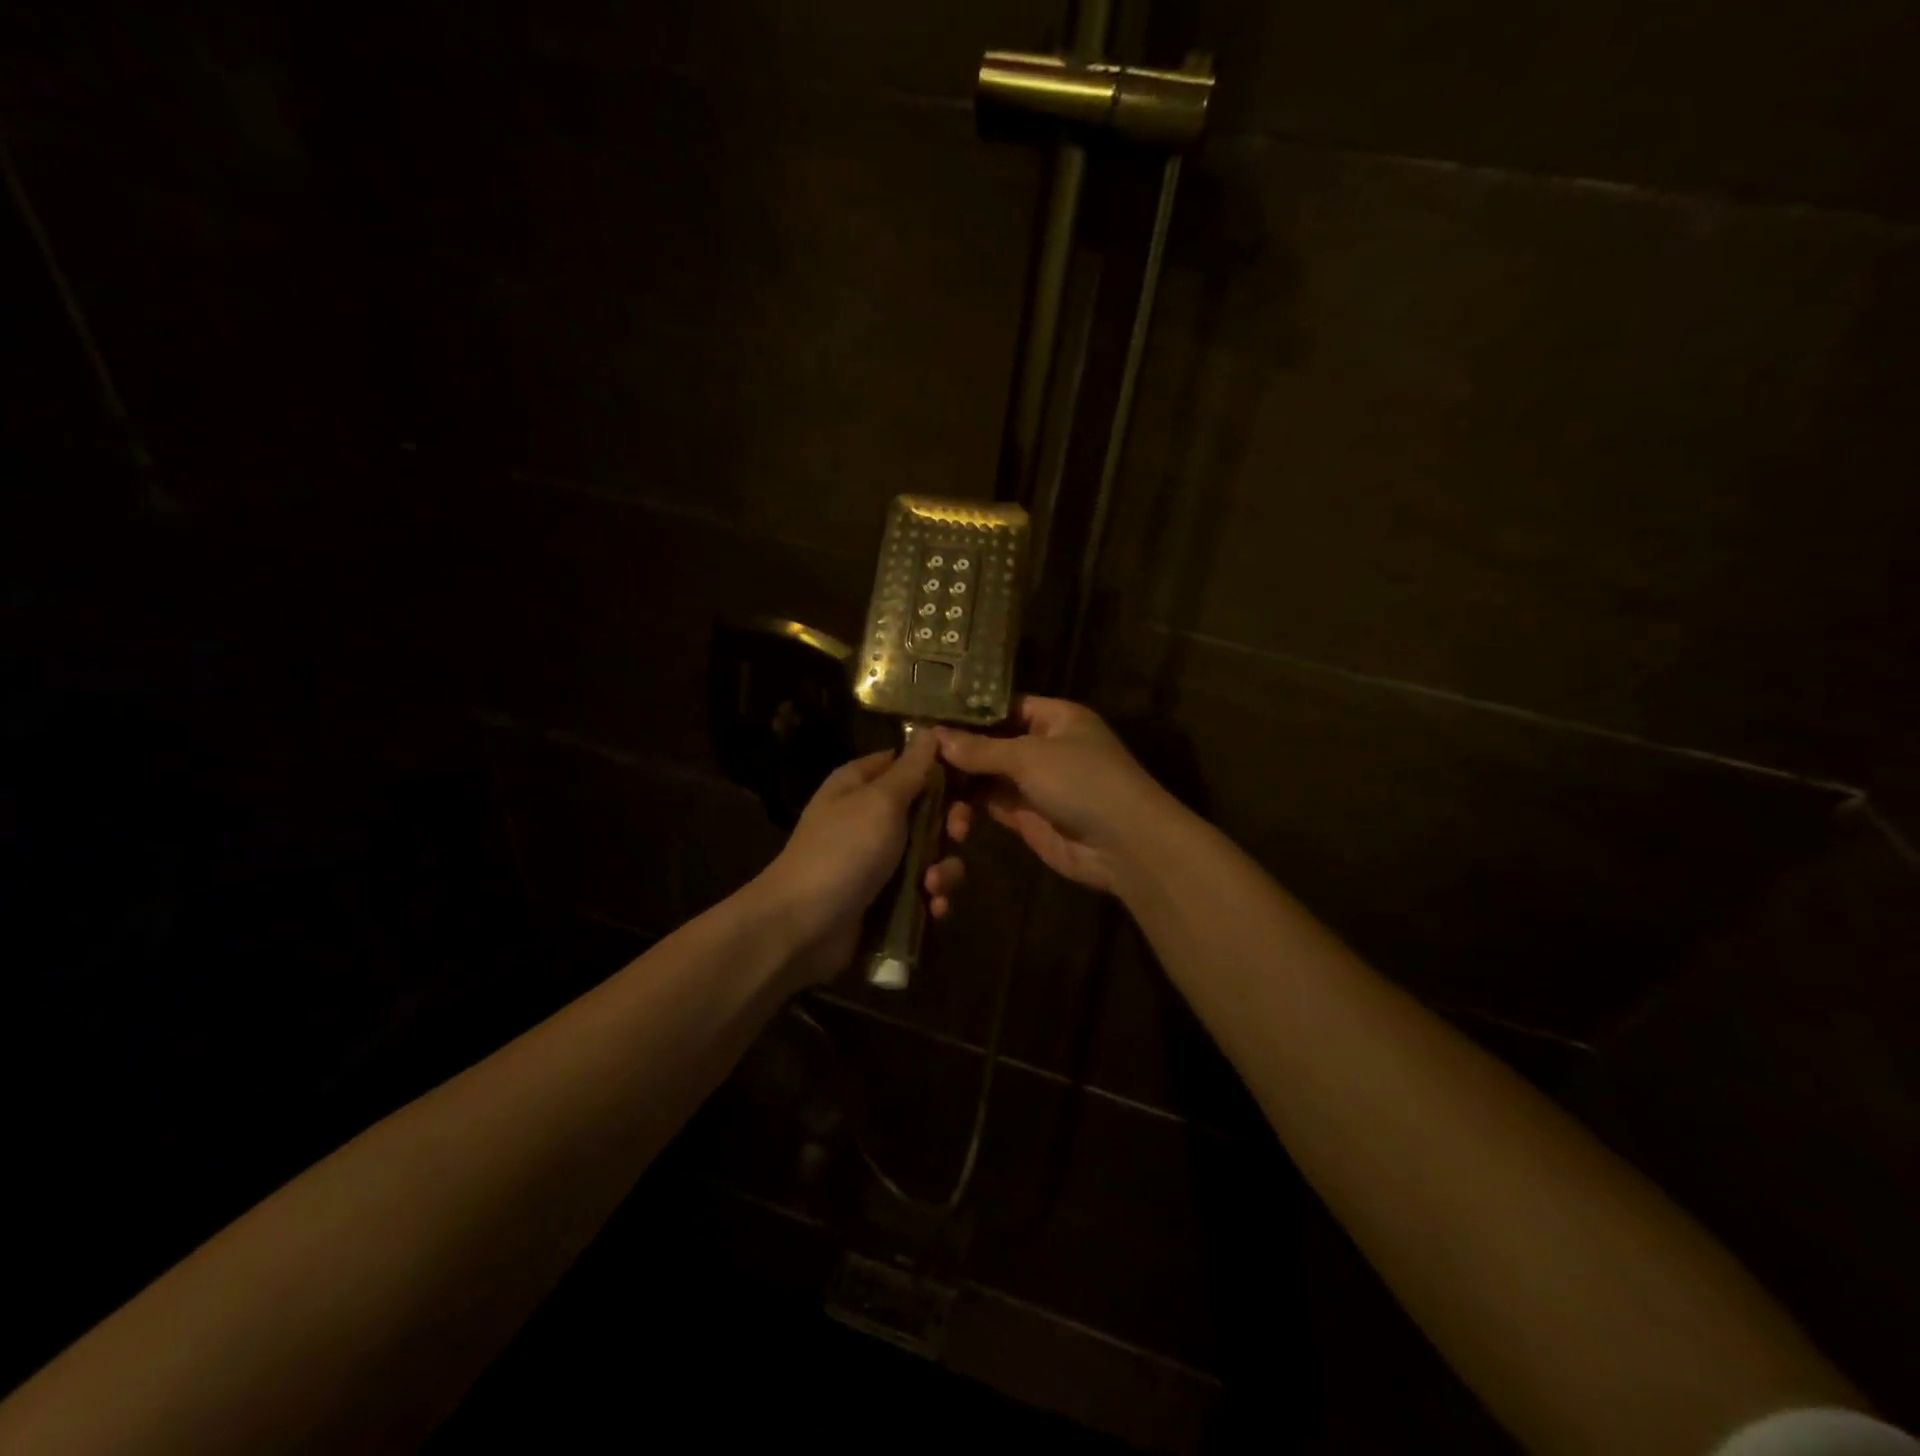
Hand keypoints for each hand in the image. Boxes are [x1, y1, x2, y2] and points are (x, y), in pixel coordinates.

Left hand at [752, 733, 970, 983]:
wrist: (803, 928)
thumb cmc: (843, 852)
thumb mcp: (881, 802)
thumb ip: (911, 770)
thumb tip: (929, 731)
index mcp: (862, 784)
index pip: (909, 764)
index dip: (941, 771)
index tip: (970, 781)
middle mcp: (871, 817)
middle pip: (929, 811)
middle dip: (950, 826)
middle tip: (957, 835)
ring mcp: (879, 860)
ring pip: (932, 855)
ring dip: (943, 870)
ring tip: (933, 886)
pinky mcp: (887, 898)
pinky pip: (923, 890)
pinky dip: (932, 898)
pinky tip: (932, 908)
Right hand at [936, 697, 1173, 895]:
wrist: (1124, 845)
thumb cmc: (1082, 781)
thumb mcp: (1029, 756)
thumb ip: (981, 748)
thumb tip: (935, 736)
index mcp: (1056, 718)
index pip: (1005, 706)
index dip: (969, 713)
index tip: (928, 717)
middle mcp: (1045, 747)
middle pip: (993, 743)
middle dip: (960, 751)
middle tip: (916, 756)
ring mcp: (1037, 784)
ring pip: (990, 776)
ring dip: (962, 782)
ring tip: (925, 785)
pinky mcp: (1029, 818)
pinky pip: (993, 805)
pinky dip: (970, 807)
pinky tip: (943, 808)